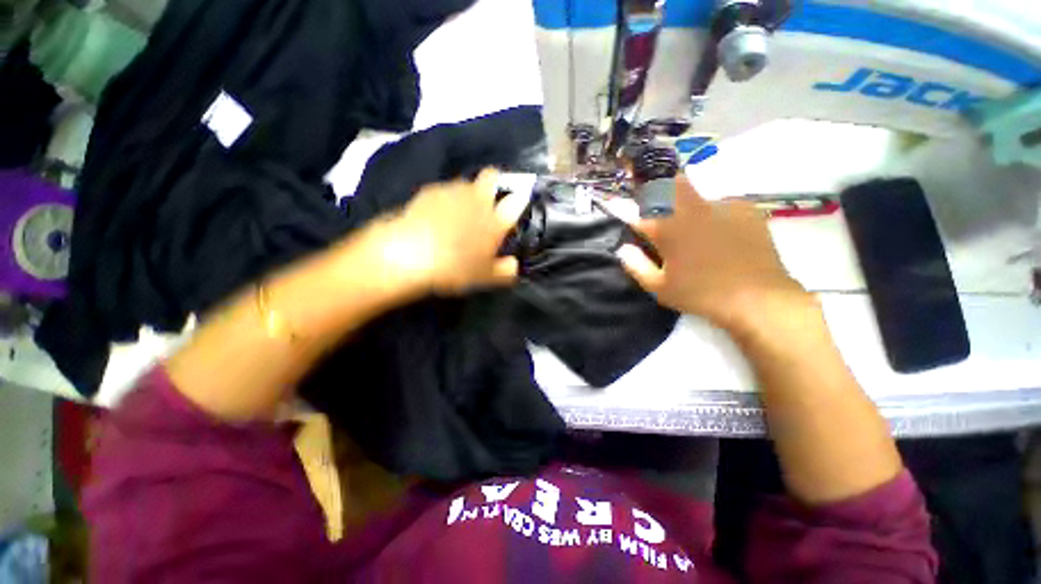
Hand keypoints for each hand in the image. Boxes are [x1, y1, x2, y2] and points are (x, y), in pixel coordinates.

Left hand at [374, 168, 528, 295]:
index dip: (518, 200)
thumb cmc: (455, 268)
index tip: (513, 208)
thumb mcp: (485, 277)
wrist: (411, 254)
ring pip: (466, 182)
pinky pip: (444, 190)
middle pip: (491, 176)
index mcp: (495, 220)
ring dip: (468, 193)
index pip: (516, 200)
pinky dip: (445, 199)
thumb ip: (505, 270)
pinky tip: (436, 215)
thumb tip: (513, 265)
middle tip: (487, 203)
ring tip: (458, 213)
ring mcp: (453, 191)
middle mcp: (477, 199)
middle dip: (493, 183)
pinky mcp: (430, 191)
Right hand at [616, 176, 806, 329]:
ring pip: (693, 194)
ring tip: (693, 231)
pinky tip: (720, 235)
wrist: (758, 298)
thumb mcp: (658, 287)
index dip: (626, 210)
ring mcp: (720, 204)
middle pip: (667, 184)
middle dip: (655, 189)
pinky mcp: (744, 207)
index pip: (638, 211)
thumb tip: (623, 248)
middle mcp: (691, 209)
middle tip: (656, 206)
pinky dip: (711, 214)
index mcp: (668, 229)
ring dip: (684, 205)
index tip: (620, 210)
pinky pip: (718, 204)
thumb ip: (635, 265)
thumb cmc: (700, 295)